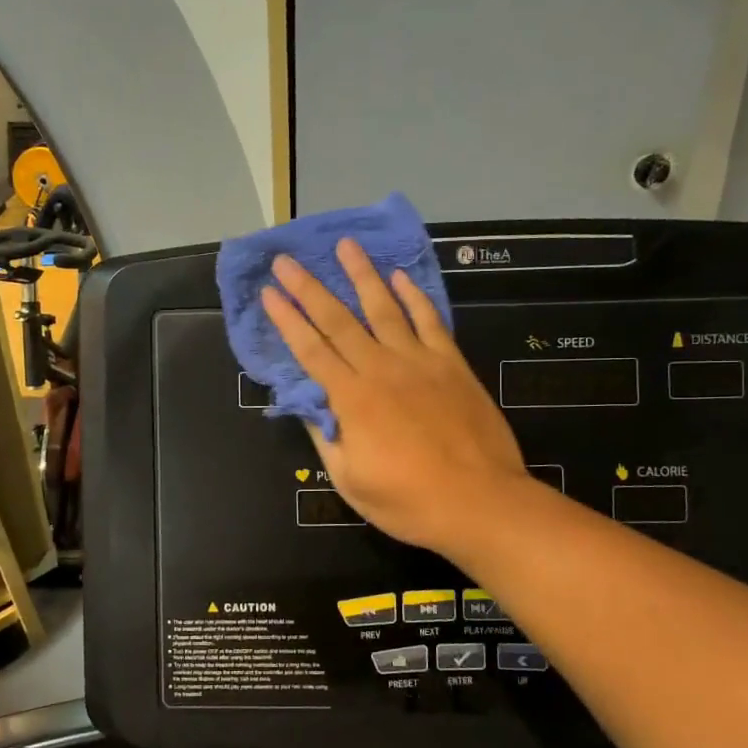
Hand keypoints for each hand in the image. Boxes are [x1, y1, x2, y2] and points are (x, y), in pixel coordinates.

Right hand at [262, 239, 526, 556]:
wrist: (479, 502)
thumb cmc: (408, 501)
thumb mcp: (350, 480)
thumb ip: (327, 437)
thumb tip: (310, 405)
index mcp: (351, 399)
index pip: (310, 350)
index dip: (287, 319)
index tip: (268, 292)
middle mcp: (380, 369)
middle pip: (338, 320)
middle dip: (309, 288)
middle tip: (287, 260)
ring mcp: (419, 362)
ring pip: (384, 308)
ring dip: (362, 275)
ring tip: (346, 246)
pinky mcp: (452, 364)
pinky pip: (429, 321)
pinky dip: (414, 297)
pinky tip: (400, 277)